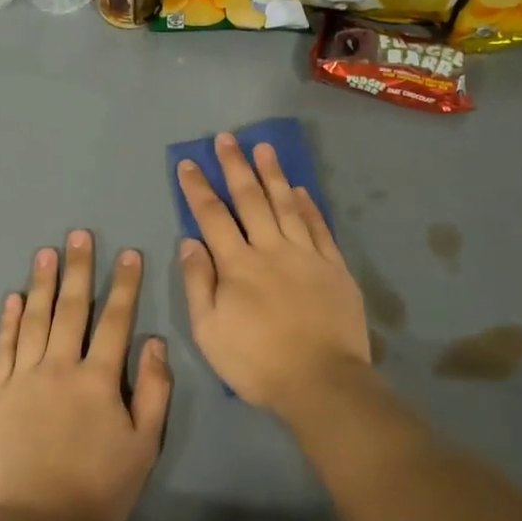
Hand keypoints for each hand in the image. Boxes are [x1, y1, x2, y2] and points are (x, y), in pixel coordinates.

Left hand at [0, 230, 171, 520]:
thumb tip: (154, 343)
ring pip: (34, 320)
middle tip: (79, 235)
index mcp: (98, 379)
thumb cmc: (97, 490)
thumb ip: (153, 392)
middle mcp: (59, 367)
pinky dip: (8, 322)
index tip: (128, 254)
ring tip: (46, 252)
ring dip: (42, 284)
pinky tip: (12, 299)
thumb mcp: (143, 446)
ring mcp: (23, 378)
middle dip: (78, 269)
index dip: (124, 286)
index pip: (115, 321)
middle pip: (71, 309)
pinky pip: (3, 349)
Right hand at [177, 134, 371, 416]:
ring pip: (287, 205)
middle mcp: (271, 249)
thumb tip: (189, 242)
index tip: (188, 163)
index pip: (212, 216)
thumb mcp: (209, 330)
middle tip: (226, 139)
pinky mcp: (334, 267)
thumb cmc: (257, 361)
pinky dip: (309, 206)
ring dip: (273, 174)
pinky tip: (301, 189)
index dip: (198, 188)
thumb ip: (199, 283)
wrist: (322, 381)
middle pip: (250, 199)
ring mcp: (306, 255)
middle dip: (235, 167)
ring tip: (264, 147)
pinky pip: (319, 227)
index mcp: (237, 265)